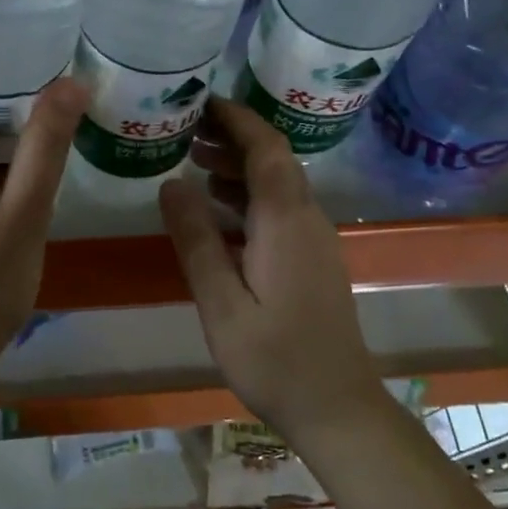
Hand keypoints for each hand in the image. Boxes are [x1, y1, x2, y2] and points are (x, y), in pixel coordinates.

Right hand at [157, 98, 378, 440]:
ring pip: (277, 184)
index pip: (266, 147)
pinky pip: (280, 209)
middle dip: (232, 137)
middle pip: (273, 159)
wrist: (336, 407)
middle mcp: (307, 219)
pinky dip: (249, 196)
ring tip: (193, 163)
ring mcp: (315, 240)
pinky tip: (217, 210)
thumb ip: (196, 239)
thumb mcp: (221, 302)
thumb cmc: (273, 358)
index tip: (200, 101)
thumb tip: (171, 182)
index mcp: (286, 221)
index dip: (236, 118)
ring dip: (239, 167)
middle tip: (185, 131)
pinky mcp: (313, 259)